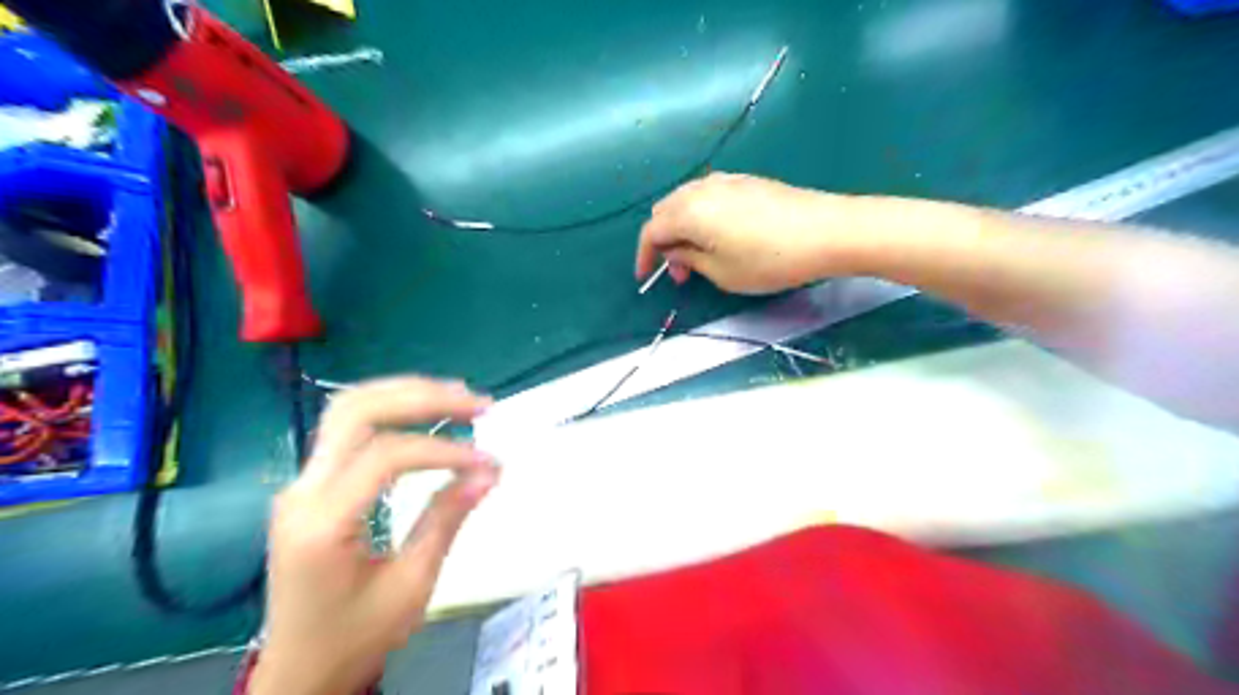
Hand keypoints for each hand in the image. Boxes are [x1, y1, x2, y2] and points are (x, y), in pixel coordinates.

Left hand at [249, 379, 497, 694]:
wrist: (299, 671)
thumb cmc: (355, 637)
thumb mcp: (412, 585)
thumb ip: (447, 519)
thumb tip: (490, 471)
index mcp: (321, 523)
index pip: (386, 456)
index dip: (443, 450)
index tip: (486, 461)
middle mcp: (301, 491)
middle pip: (356, 411)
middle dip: (422, 397)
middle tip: (475, 402)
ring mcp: (301, 483)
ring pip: (347, 409)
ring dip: (404, 394)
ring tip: (456, 395)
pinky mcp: (311, 485)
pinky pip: (348, 429)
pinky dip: (391, 411)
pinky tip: (425, 412)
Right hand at [632, 173, 864, 291]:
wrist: (826, 231)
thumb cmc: (768, 259)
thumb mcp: (721, 272)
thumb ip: (689, 260)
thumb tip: (674, 252)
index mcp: (688, 211)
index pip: (651, 231)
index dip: (644, 256)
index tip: (645, 277)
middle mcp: (701, 189)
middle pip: (665, 211)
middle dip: (663, 241)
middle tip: (678, 271)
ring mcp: (725, 181)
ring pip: (687, 201)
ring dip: (682, 228)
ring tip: (698, 257)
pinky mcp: (746, 182)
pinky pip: (708, 197)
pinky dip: (701, 217)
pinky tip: (718, 236)